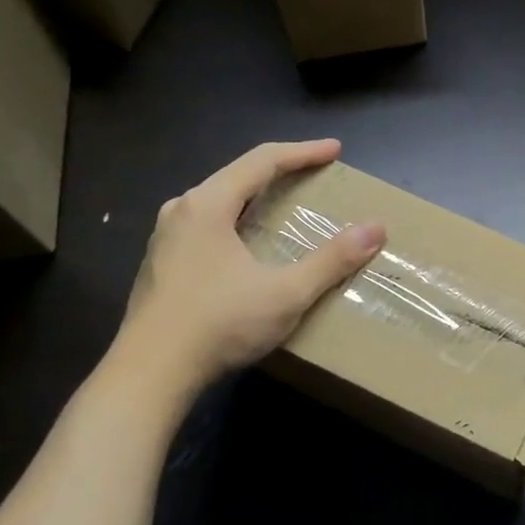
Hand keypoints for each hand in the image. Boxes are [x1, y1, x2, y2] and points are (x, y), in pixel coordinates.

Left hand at [110, 140, 384, 407]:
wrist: (149, 374)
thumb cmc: (219, 324)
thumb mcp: (286, 292)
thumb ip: (332, 259)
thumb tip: (375, 228)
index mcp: (208, 204)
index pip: (262, 161)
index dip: (303, 153)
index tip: (335, 150)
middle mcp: (182, 211)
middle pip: (237, 176)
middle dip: (280, 171)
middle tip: (315, 175)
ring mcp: (166, 239)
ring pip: (219, 202)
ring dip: (256, 197)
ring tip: (284, 205)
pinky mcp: (162, 266)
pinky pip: (208, 226)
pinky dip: (238, 222)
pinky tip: (249, 245)